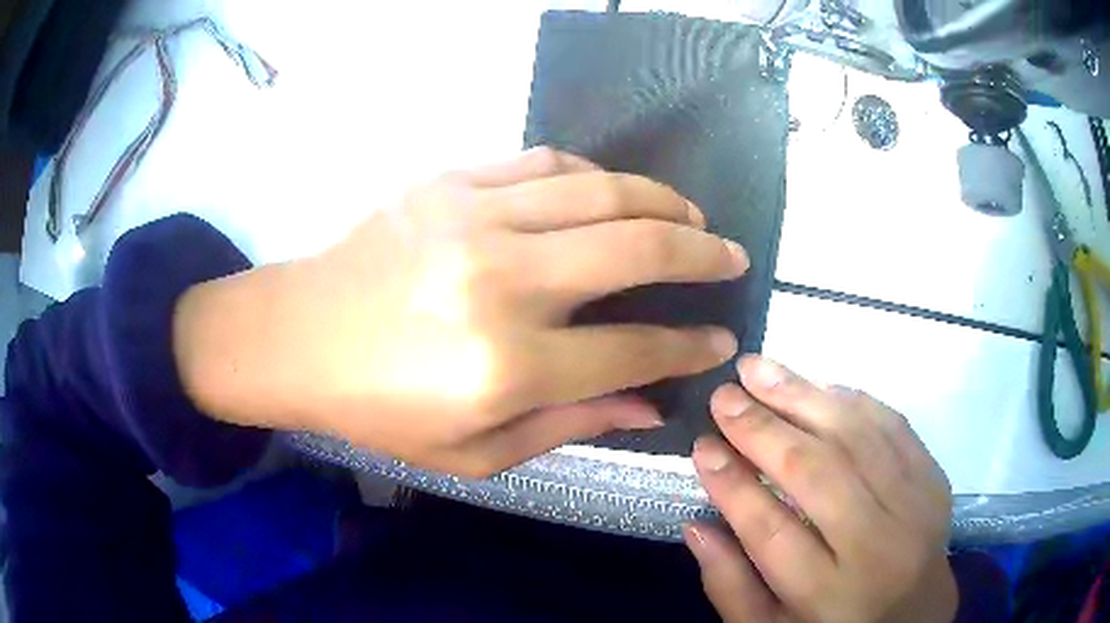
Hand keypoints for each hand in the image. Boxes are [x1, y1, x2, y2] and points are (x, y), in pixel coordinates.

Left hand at [174, 147, 746, 476]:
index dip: (689, 347)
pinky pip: (544, 163)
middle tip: (731, 256)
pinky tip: (613, 193)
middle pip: (637, 248)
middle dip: (702, 253)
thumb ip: (572, 423)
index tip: (720, 339)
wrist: (299, 337)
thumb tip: (652, 405)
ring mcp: (474, 218)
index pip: (635, 350)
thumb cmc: (382, 409)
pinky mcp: (448, 183)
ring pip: (601, 191)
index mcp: (508, 366)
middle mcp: (502, 283)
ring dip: (661, 201)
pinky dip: (594, 176)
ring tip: (691, 215)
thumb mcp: (477, 451)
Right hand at [685, 356, 955, 622]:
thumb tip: (697, 524)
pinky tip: (816, 386)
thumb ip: (731, 586)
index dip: (733, 485)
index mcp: (828, 595)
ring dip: (803, 397)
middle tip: (723, 396)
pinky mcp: (932, 477)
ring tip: (759, 370)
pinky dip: (850, 400)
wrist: (916, 615)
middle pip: (816, 475)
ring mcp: (913, 505)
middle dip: (762, 430)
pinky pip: (891, 425)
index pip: (772, 531)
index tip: (702, 446)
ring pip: (854, 438)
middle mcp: (877, 546)